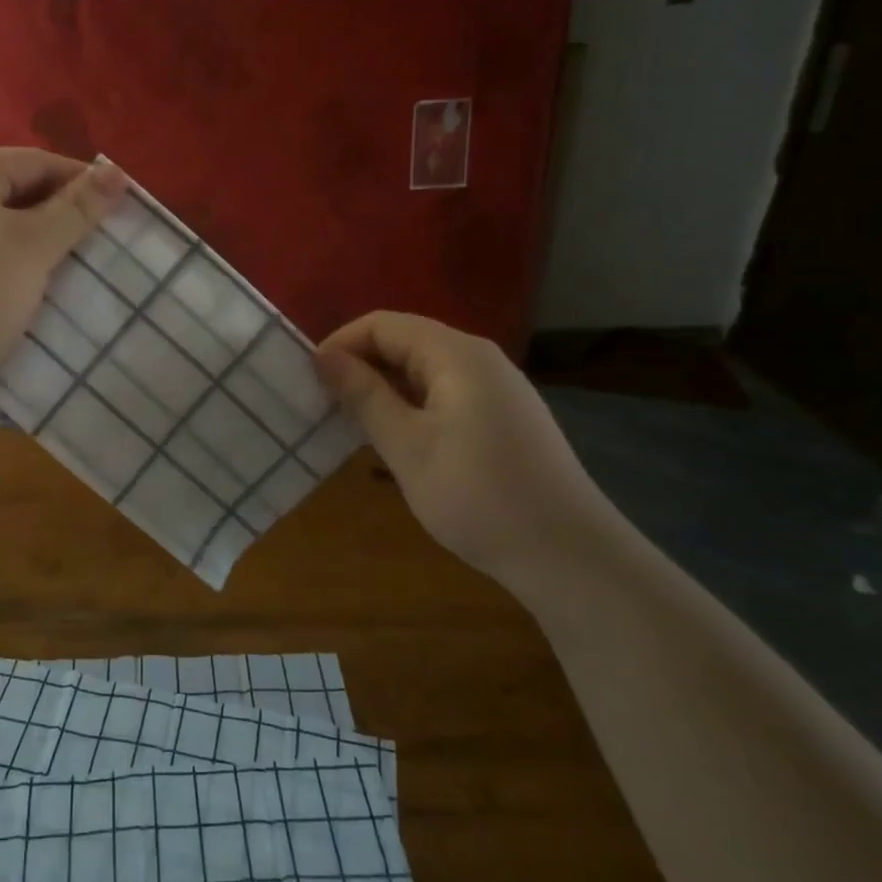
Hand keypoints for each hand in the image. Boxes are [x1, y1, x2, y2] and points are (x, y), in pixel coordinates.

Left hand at [0, 149, 126, 397]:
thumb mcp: (33, 245)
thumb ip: (77, 208)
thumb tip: (115, 172)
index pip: (31, 161)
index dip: (79, 179)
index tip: (119, 204)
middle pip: (13, 194)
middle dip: (61, 215)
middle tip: (103, 239)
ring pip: (0, 233)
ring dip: (41, 247)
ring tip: (79, 267)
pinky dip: (16, 272)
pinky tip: (40, 293)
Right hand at [314, 312, 621, 585]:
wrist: (570, 557)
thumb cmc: (479, 496)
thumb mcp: (407, 446)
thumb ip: (364, 396)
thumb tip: (323, 357)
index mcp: (456, 354)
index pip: (382, 324)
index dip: (341, 345)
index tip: (311, 382)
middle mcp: (479, 358)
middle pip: (404, 341)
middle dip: (360, 366)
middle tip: (325, 405)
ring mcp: (497, 388)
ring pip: (423, 370)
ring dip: (384, 389)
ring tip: (353, 424)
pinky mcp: (504, 417)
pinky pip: (444, 393)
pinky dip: (411, 406)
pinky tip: (398, 441)